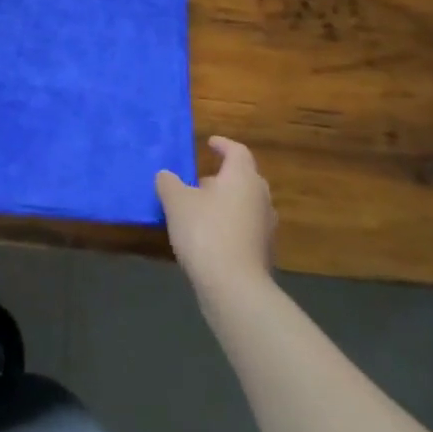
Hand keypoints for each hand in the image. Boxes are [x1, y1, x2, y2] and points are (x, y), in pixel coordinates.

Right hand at [157, 136, 276, 305]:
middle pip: (244, 178)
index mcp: (242, 178)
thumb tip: (166, 176)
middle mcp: (260, 197)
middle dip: (223, 176)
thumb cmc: (205, 231)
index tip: (210, 143)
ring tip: (200, 208)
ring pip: (245, 204)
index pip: (237, 152)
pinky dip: (229, 224)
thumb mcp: (175, 201)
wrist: (233, 287)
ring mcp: (266, 227)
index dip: (223, 145)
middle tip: (200, 179)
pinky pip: (245, 227)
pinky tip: (209, 235)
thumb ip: (169, 182)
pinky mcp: (263, 252)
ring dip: (226, 202)